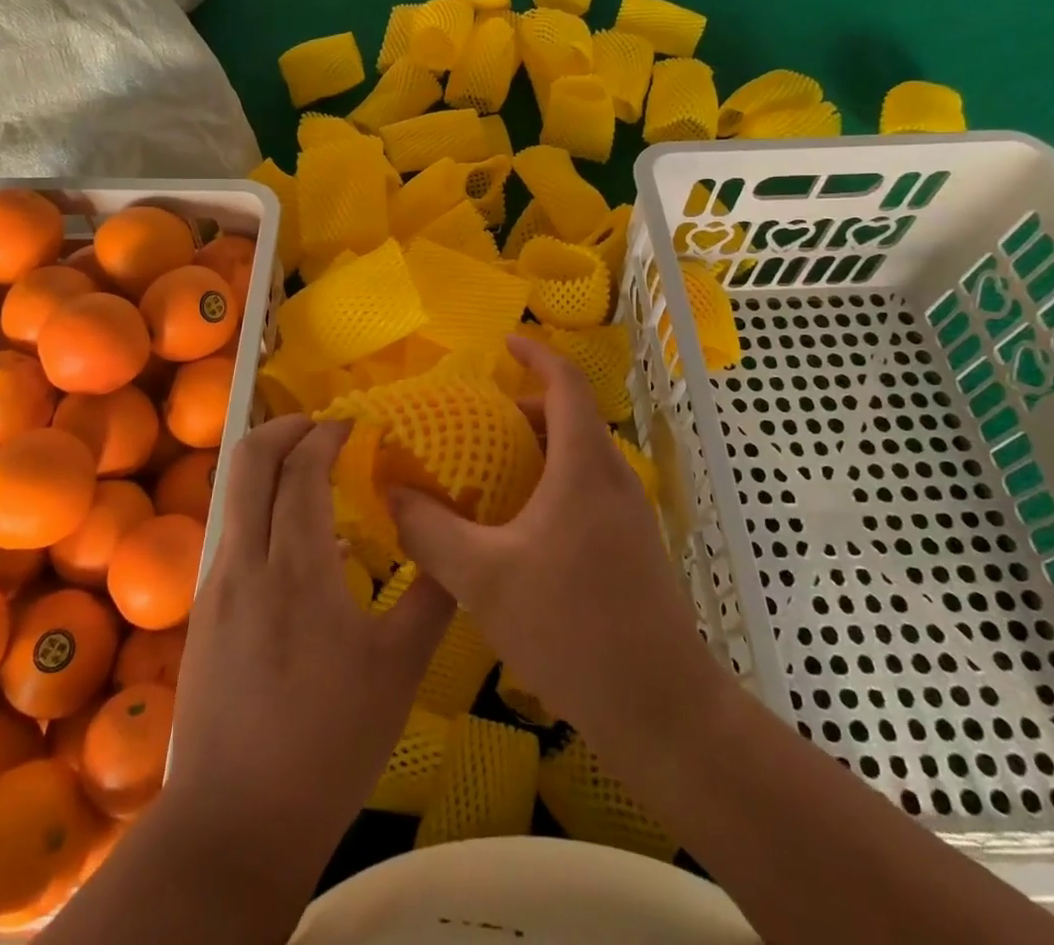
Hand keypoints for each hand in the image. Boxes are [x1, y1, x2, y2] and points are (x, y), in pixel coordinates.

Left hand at [164, 415, 454, 864]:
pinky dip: (263, 510)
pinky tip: (299, 543)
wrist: (235, 824)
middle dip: (285, 427)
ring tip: (314, 475)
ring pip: (235, 494)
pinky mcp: (206, 611)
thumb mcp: (399, 670)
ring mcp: (217, 585)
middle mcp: (246, 560)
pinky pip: (234, 533)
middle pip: (249, 460)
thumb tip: (456, 543)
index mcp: (296, 568)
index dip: (328, 434)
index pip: (301, 469)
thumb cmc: (329, 743)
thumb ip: (432, 596)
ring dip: (271, 467)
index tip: (358, 425)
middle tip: (324, 427)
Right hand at [388, 338, 716, 750]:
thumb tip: (391, 493)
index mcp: (584, 466)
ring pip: (580, 457)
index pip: (566, 383)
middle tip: (475, 426)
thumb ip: (430, 531)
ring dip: (537, 450)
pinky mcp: (633, 547)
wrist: (662, 710)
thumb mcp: (483, 578)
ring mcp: (629, 514)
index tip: (503, 343)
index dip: (536, 353)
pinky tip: (519, 529)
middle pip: (570, 418)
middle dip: (524, 409)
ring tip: (489, 476)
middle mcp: (613, 478)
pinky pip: (587, 489)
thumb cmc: (572, 628)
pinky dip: (552, 483)